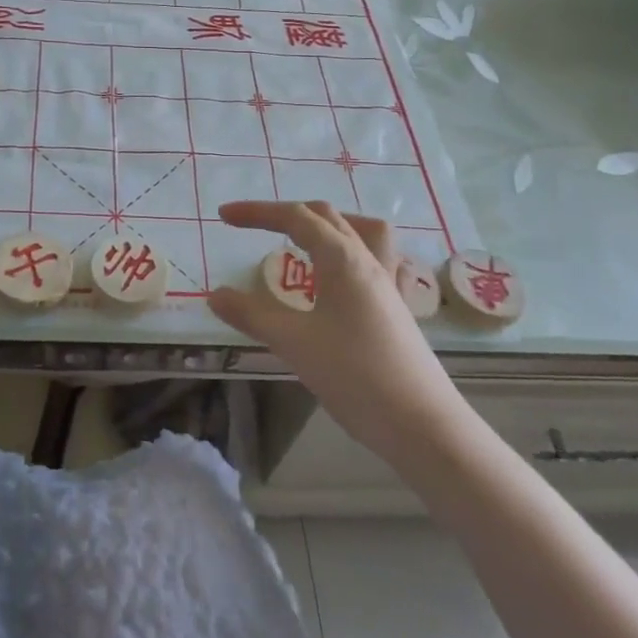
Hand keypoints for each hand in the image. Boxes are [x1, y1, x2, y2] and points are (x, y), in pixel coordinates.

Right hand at [207, 201, 464, 461]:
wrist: (422, 424)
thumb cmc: (355, 376)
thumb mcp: (293, 343)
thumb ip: (251, 315)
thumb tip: (215, 295)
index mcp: (342, 259)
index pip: (295, 217)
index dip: (257, 212)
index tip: (224, 215)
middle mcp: (368, 261)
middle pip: (327, 217)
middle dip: (286, 214)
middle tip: (252, 227)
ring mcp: (388, 284)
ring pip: (361, 231)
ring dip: (329, 225)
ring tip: (304, 239)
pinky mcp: (397, 308)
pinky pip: (378, 260)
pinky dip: (353, 253)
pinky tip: (341, 278)